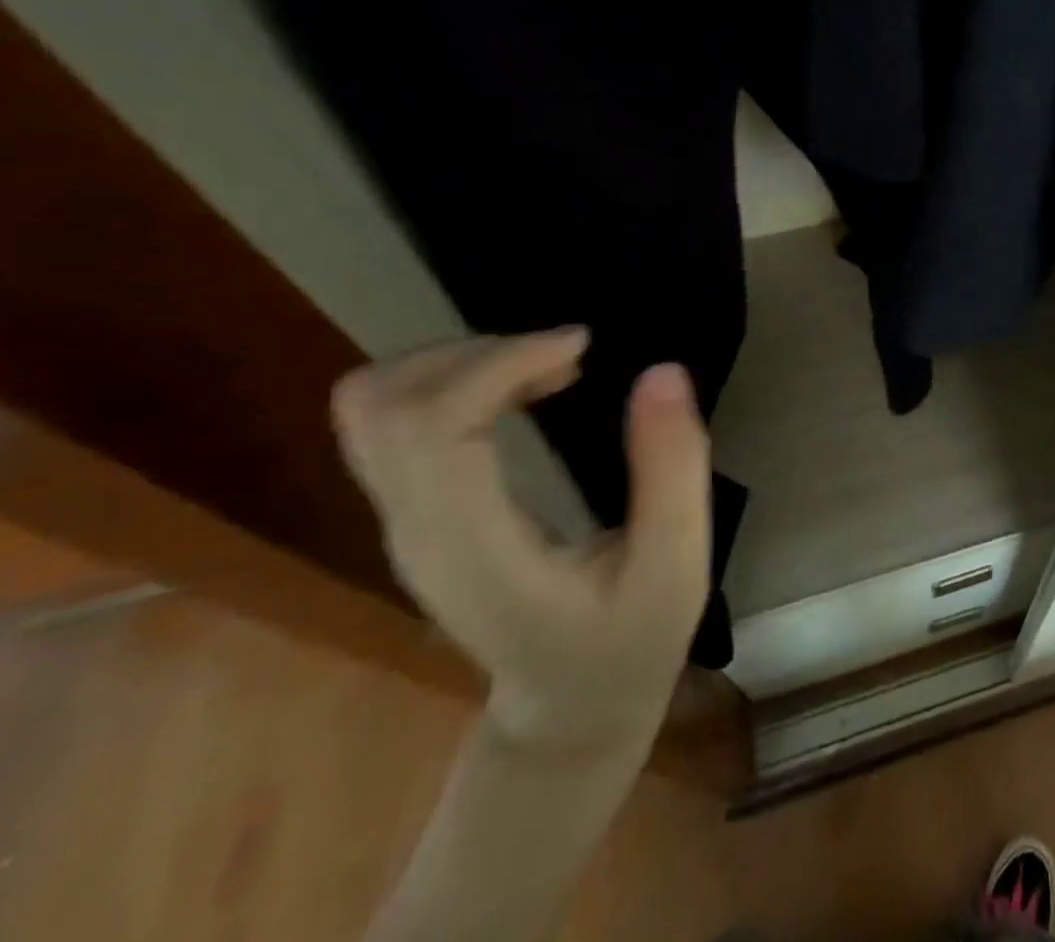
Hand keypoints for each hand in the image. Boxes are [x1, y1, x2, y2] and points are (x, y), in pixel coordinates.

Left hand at [331, 328, 710, 753]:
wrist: (569, 710)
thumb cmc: (629, 643)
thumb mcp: (676, 564)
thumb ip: (672, 469)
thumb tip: (662, 370)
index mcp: (475, 548)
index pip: (434, 426)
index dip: (500, 364)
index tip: (582, 347)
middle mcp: (418, 530)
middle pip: (382, 404)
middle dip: (476, 353)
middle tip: (564, 356)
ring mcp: (405, 523)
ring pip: (375, 406)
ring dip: (459, 362)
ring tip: (546, 367)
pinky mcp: (416, 513)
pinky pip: (397, 421)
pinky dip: (453, 381)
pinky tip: (524, 391)